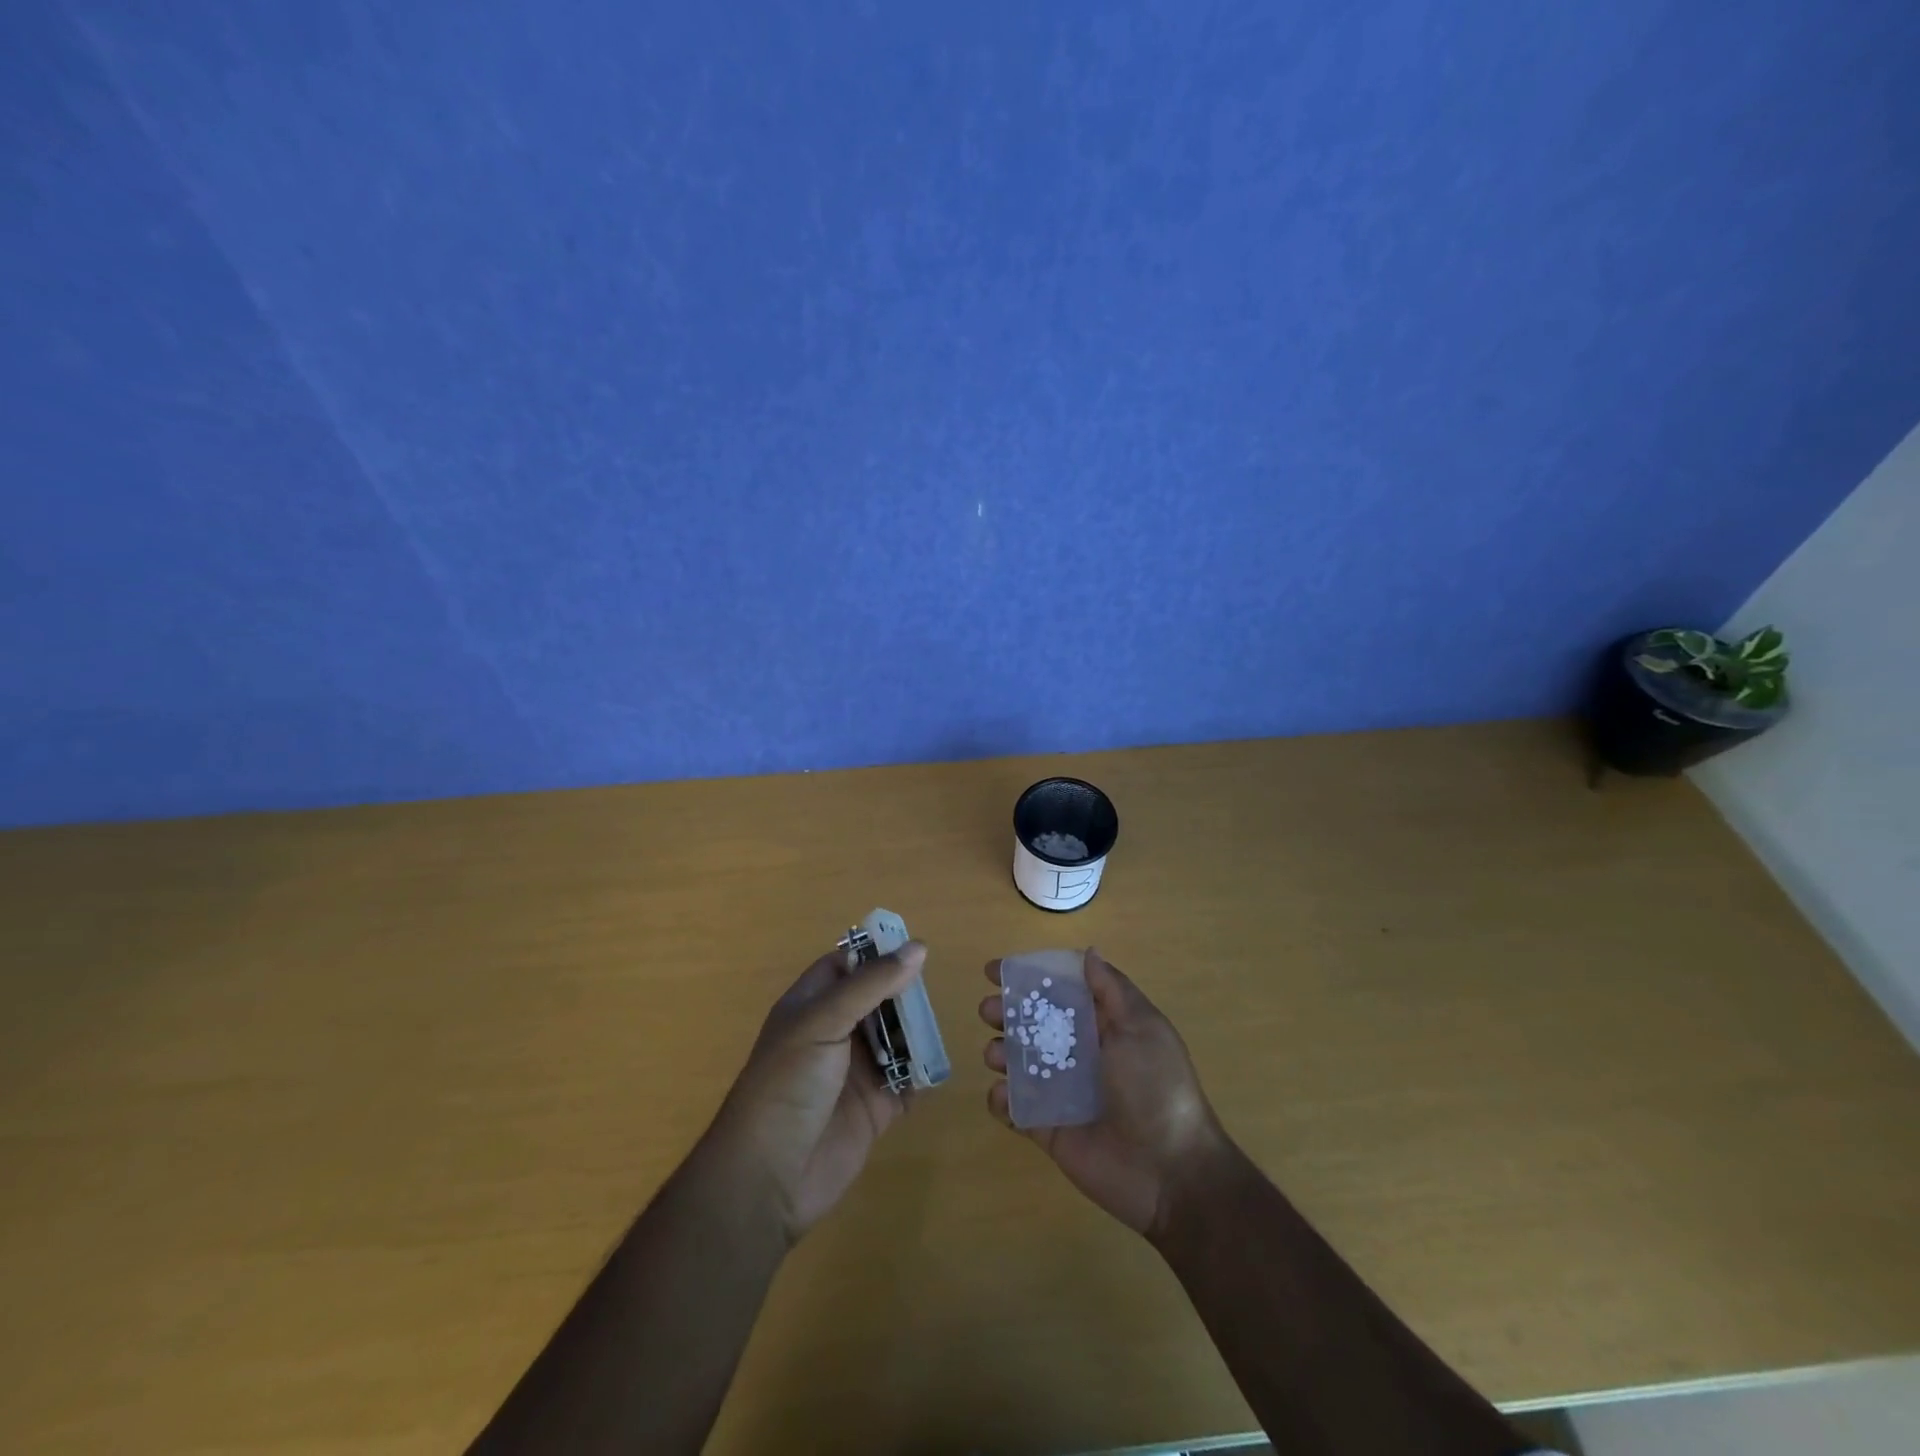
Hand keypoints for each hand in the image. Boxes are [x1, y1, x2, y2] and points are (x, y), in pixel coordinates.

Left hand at [708, 942, 923, 1243]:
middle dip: (904, 994)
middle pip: (878, 1000)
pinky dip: (923, 1074)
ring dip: (917, 1033)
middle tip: (933, 989)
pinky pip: (908, 1082)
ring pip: (896, 1039)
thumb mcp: (824, 1020)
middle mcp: (834, 1034)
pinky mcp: (875, 1108)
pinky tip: (938, 1065)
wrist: (769, 1176)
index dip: (876, 954)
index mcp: (811, 1006)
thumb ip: (872, 983)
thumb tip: (918, 948)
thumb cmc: (789, 1083)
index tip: (915, 947)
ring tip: (940, 1025)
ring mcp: (856, 1072)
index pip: (846, 966)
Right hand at [980, 948, 1226, 1235]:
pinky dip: (1001, 1100)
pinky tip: (1003, 1095)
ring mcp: (1060, 1092)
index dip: (1028, 979)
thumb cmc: (1156, 1088)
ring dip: (1000, 1052)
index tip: (994, 970)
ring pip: (1018, 1062)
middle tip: (989, 1011)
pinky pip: (1015, 1108)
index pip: (1059, 993)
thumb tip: (1088, 953)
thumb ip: (1111, 989)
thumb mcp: (1142, 1028)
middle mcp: (1079, 1054)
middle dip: (1005, 1012)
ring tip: (996, 1055)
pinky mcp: (1047, 1128)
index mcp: (1102, 1026)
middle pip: (1032, 1024)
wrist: (1170, 1172)